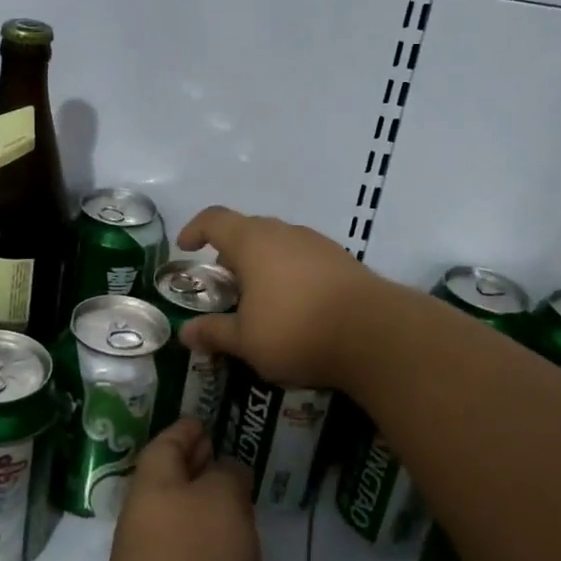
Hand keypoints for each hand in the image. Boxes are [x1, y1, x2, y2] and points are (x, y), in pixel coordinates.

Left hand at [99, 419, 259, 560]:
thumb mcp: (221, 500)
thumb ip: (228, 476)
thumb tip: (227, 473)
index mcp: (153, 489)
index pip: (166, 445)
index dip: (186, 430)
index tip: (206, 420)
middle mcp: (152, 523)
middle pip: (174, 483)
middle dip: (199, 467)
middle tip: (231, 453)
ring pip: (190, 524)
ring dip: (213, 510)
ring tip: (245, 498)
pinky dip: (221, 549)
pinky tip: (244, 548)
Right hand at [175, 206, 389, 388]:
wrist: (375, 334)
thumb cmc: (297, 330)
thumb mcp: (246, 341)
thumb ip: (214, 332)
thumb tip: (185, 332)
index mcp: (253, 242)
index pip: (215, 219)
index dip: (195, 230)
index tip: (185, 248)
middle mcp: (284, 233)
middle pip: (248, 230)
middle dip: (230, 253)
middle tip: (223, 283)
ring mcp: (317, 244)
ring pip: (279, 244)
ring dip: (262, 264)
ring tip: (258, 298)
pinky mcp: (343, 261)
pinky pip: (304, 259)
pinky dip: (289, 273)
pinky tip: (295, 305)